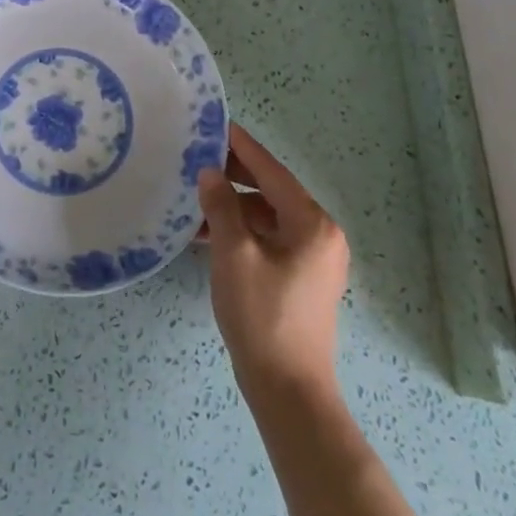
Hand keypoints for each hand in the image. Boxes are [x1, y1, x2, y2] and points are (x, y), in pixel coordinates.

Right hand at [198, 124, 349, 400]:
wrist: (288, 390)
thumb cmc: (262, 315)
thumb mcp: (234, 255)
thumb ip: (221, 207)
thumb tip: (209, 173)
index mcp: (312, 224)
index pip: (272, 172)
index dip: (242, 147)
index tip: (217, 125)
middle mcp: (320, 235)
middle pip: (272, 192)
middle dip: (235, 176)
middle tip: (198, 158)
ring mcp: (313, 259)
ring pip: (268, 217)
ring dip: (234, 207)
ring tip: (196, 197)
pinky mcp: (301, 279)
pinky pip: (269, 239)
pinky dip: (242, 232)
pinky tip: (208, 234)